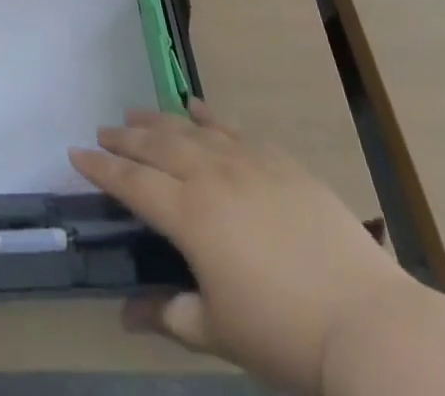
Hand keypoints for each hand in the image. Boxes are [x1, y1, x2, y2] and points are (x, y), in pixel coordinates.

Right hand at [71, 104, 407, 395]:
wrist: (368, 323)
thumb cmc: (285, 335)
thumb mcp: (219, 333)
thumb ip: (169, 316)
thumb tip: (125, 316)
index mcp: (189, 215)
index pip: (131, 183)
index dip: (101, 168)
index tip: (76, 153)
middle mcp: (210, 176)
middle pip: (156, 145)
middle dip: (125, 138)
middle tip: (103, 131)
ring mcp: (246, 162)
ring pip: (190, 129)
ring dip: (159, 121)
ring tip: (137, 115)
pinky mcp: (280, 161)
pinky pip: (233, 128)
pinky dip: (209, 115)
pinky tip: (196, 107)